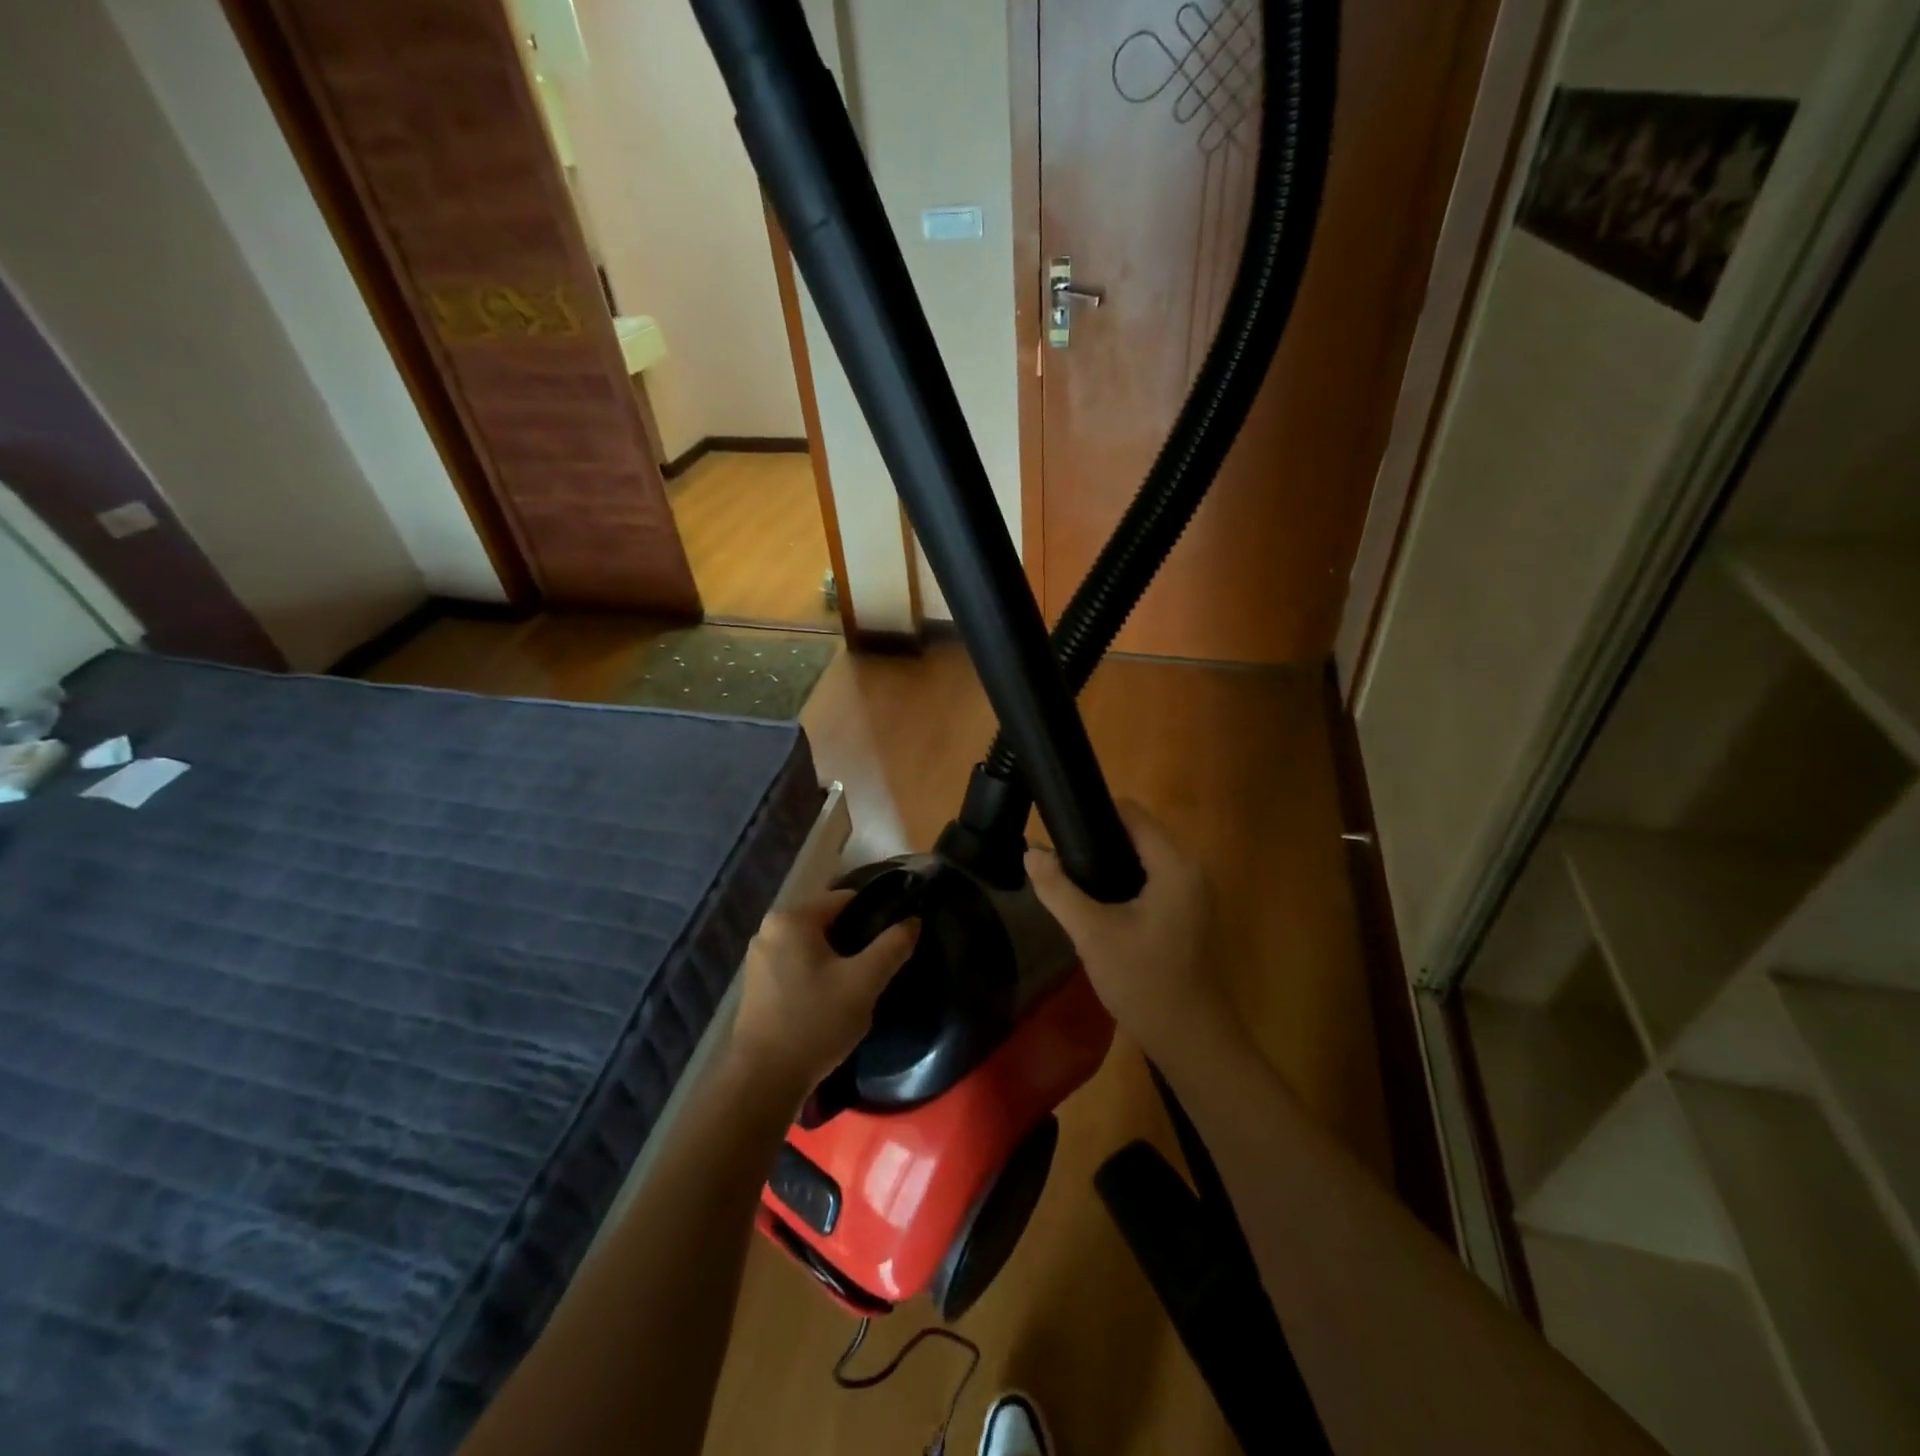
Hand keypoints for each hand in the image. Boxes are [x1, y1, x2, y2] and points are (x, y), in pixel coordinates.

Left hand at [730, 891, 918, 1099]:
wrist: (763, 1082)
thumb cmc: (815, 1022)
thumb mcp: (864, 982)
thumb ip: (892, 946)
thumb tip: (913, 920)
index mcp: (791, 919)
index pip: (844, 899)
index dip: (875, 913)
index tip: (896, 935)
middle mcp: (769, 930)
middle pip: (827, 922)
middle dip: (855, 939)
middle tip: (881, 964)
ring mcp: (759, 959)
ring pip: (812, 946)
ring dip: (837, 959)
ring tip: (862, 983)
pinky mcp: (756, 985)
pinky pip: (796, 965)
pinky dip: (817, 974)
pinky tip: (833, 998)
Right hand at [1026, 801, 1234, 1067]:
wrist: (1190, 1039)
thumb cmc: (1143, 981)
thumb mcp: (1092, 933)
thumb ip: (1058, 889)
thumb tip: (1031, 851)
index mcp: (1174, 865)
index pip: (1132, 814)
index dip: (1093, 812)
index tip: (1058, 825)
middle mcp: (1190, 870)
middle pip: (1138, 834)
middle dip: (1097, 840)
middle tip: (1058, 857)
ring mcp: (1192, 894)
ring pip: (1143, 859)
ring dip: (1109, 863)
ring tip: (1070, 876)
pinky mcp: (1187, 914)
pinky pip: (1151, 881)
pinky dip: (1124, 883)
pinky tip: (1097, 903)